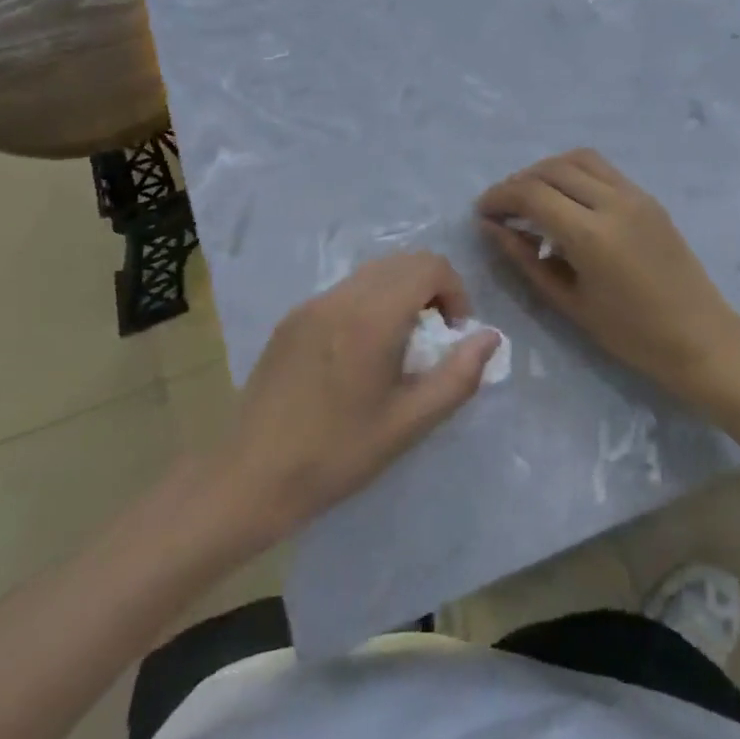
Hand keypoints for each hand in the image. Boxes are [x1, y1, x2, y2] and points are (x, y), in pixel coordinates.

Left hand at [221, 253, 500, 536]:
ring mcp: (312, 304)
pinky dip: (370, 302)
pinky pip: (345, 291)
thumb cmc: (336, 455)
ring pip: (373, 272)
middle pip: (403, 262)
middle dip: (431, 288)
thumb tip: (490, 337)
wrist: (249, 477)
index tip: (454, 333)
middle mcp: (342, 297)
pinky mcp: (292, 318)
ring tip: (400, 344)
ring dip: (400, 293)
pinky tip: (361, 352)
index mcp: (372, 317)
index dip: (455, 291)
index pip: (429, 266)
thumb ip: (458, 376)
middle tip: (434, 337)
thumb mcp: (408, 424)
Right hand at [477, 149, 739, 412]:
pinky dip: (574, 172)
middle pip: (552, 169)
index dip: (500, 197)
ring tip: (531, 197)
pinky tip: (565, 200)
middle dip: (518, 181)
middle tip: (502, 206)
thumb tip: (493, 229)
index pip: (532, 194)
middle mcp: (613, 202)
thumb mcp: (569, 302)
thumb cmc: (631, 334)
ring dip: (547, 170)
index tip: (482, 212)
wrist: (700, 337)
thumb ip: (526, 260)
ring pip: (579, 159)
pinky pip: (602, 169)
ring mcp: (635, 194)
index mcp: (591, 235)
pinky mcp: (647, 197)